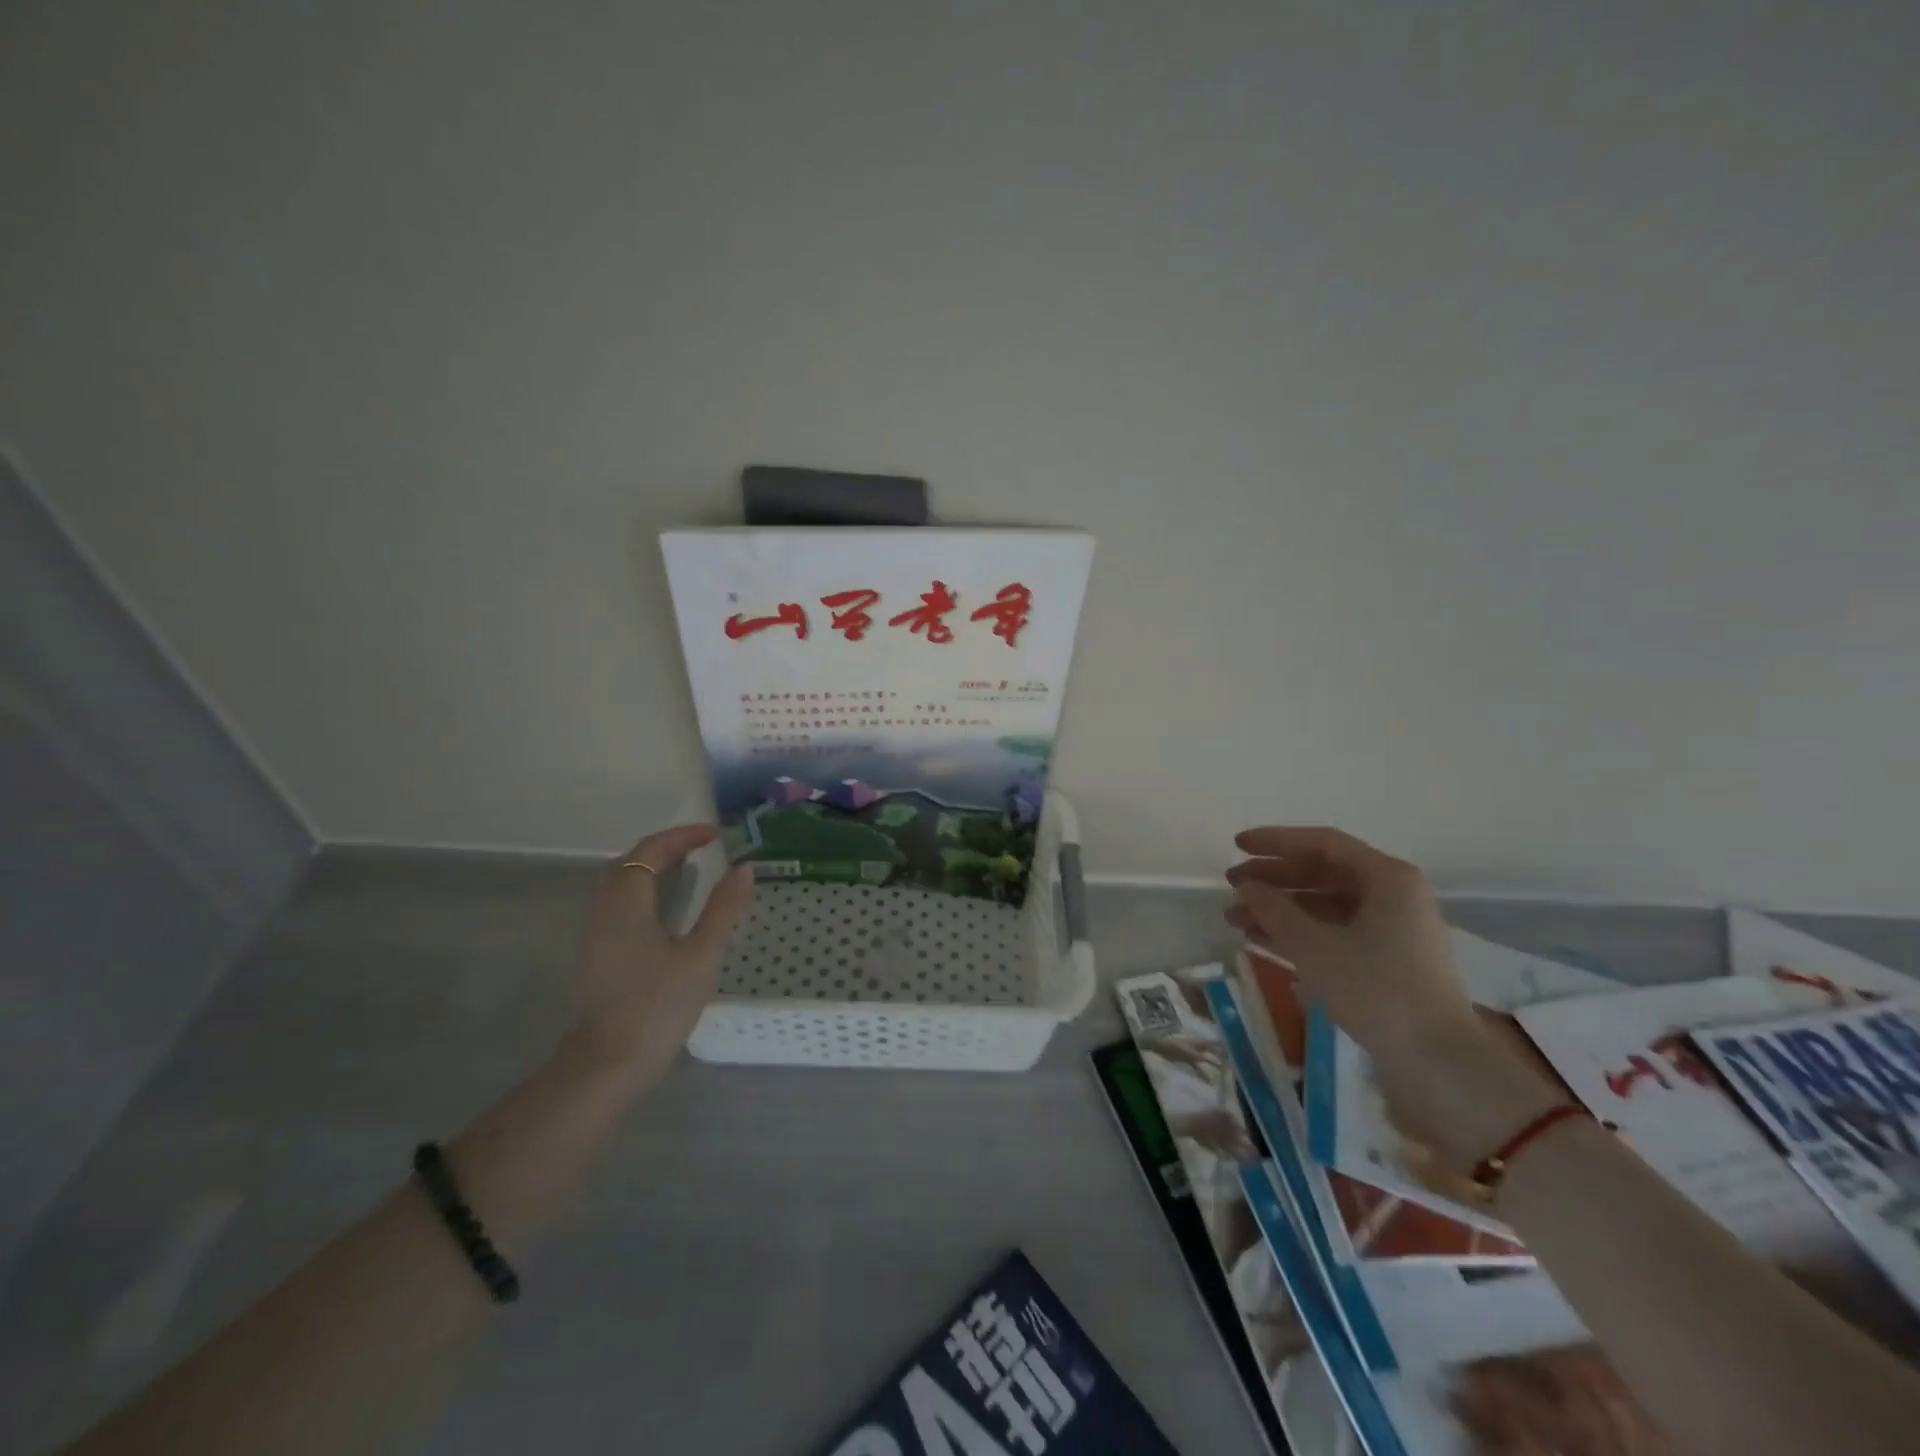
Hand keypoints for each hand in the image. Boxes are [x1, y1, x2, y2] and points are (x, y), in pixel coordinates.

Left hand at [565, 824, 753, 1086]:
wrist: (607, 1068)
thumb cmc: (657, 1007)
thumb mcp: (701, 955)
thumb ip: (723, 910)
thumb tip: (744, 869)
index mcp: (626, 906)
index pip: (650, 852)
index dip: (681, 837)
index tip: (714, 834)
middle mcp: (604, 914)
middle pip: (630, 865)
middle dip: (665, 849)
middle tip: (702, 847)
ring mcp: (597, 939)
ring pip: (622, 887)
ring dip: (654, 871)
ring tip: (690, 871)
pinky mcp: (600, 960)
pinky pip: (622, 908)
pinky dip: (647, 893)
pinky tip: (669, 913)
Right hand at [1225, 825, 1476, 1065]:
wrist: (1439, 1062)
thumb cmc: (1377, 990)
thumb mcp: (1314, 946)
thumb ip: (1274, 909)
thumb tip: (1246, 886)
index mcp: (1387, 878)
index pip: (1323, 844)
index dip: (1275, 842)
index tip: (1237, 846)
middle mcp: (1394, 895)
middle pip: (1323, 873)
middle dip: (1273, 879)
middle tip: (1231, 885)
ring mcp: (1393, 929)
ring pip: (1325, 906)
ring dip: (1279, 910)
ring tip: (1235, 920)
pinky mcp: (1387, 960)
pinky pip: (1335, 932)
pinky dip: (1299, 933)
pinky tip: (1262, 942)